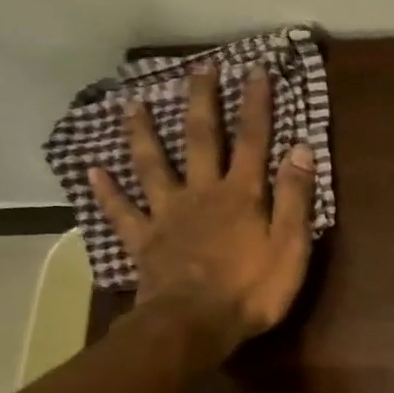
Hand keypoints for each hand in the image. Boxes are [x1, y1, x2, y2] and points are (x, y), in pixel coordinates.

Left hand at [88, 64, 316, 356]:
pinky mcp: (144, 240)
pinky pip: (121, 211)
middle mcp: (202, 193)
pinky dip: (106, 190)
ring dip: (143, 133)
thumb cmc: (253, 288)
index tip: (257, 71)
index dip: (256, 105)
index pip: (253, 140)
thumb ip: (296, 198)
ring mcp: (167, 214)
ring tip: (132, 104)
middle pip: (200, 139)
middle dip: (202, 101)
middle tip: (200, 68)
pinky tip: (92, 170)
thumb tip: (301, 149)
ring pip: (152, 165)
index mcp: (242, 194)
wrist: (195, 324)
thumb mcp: (291, 245)